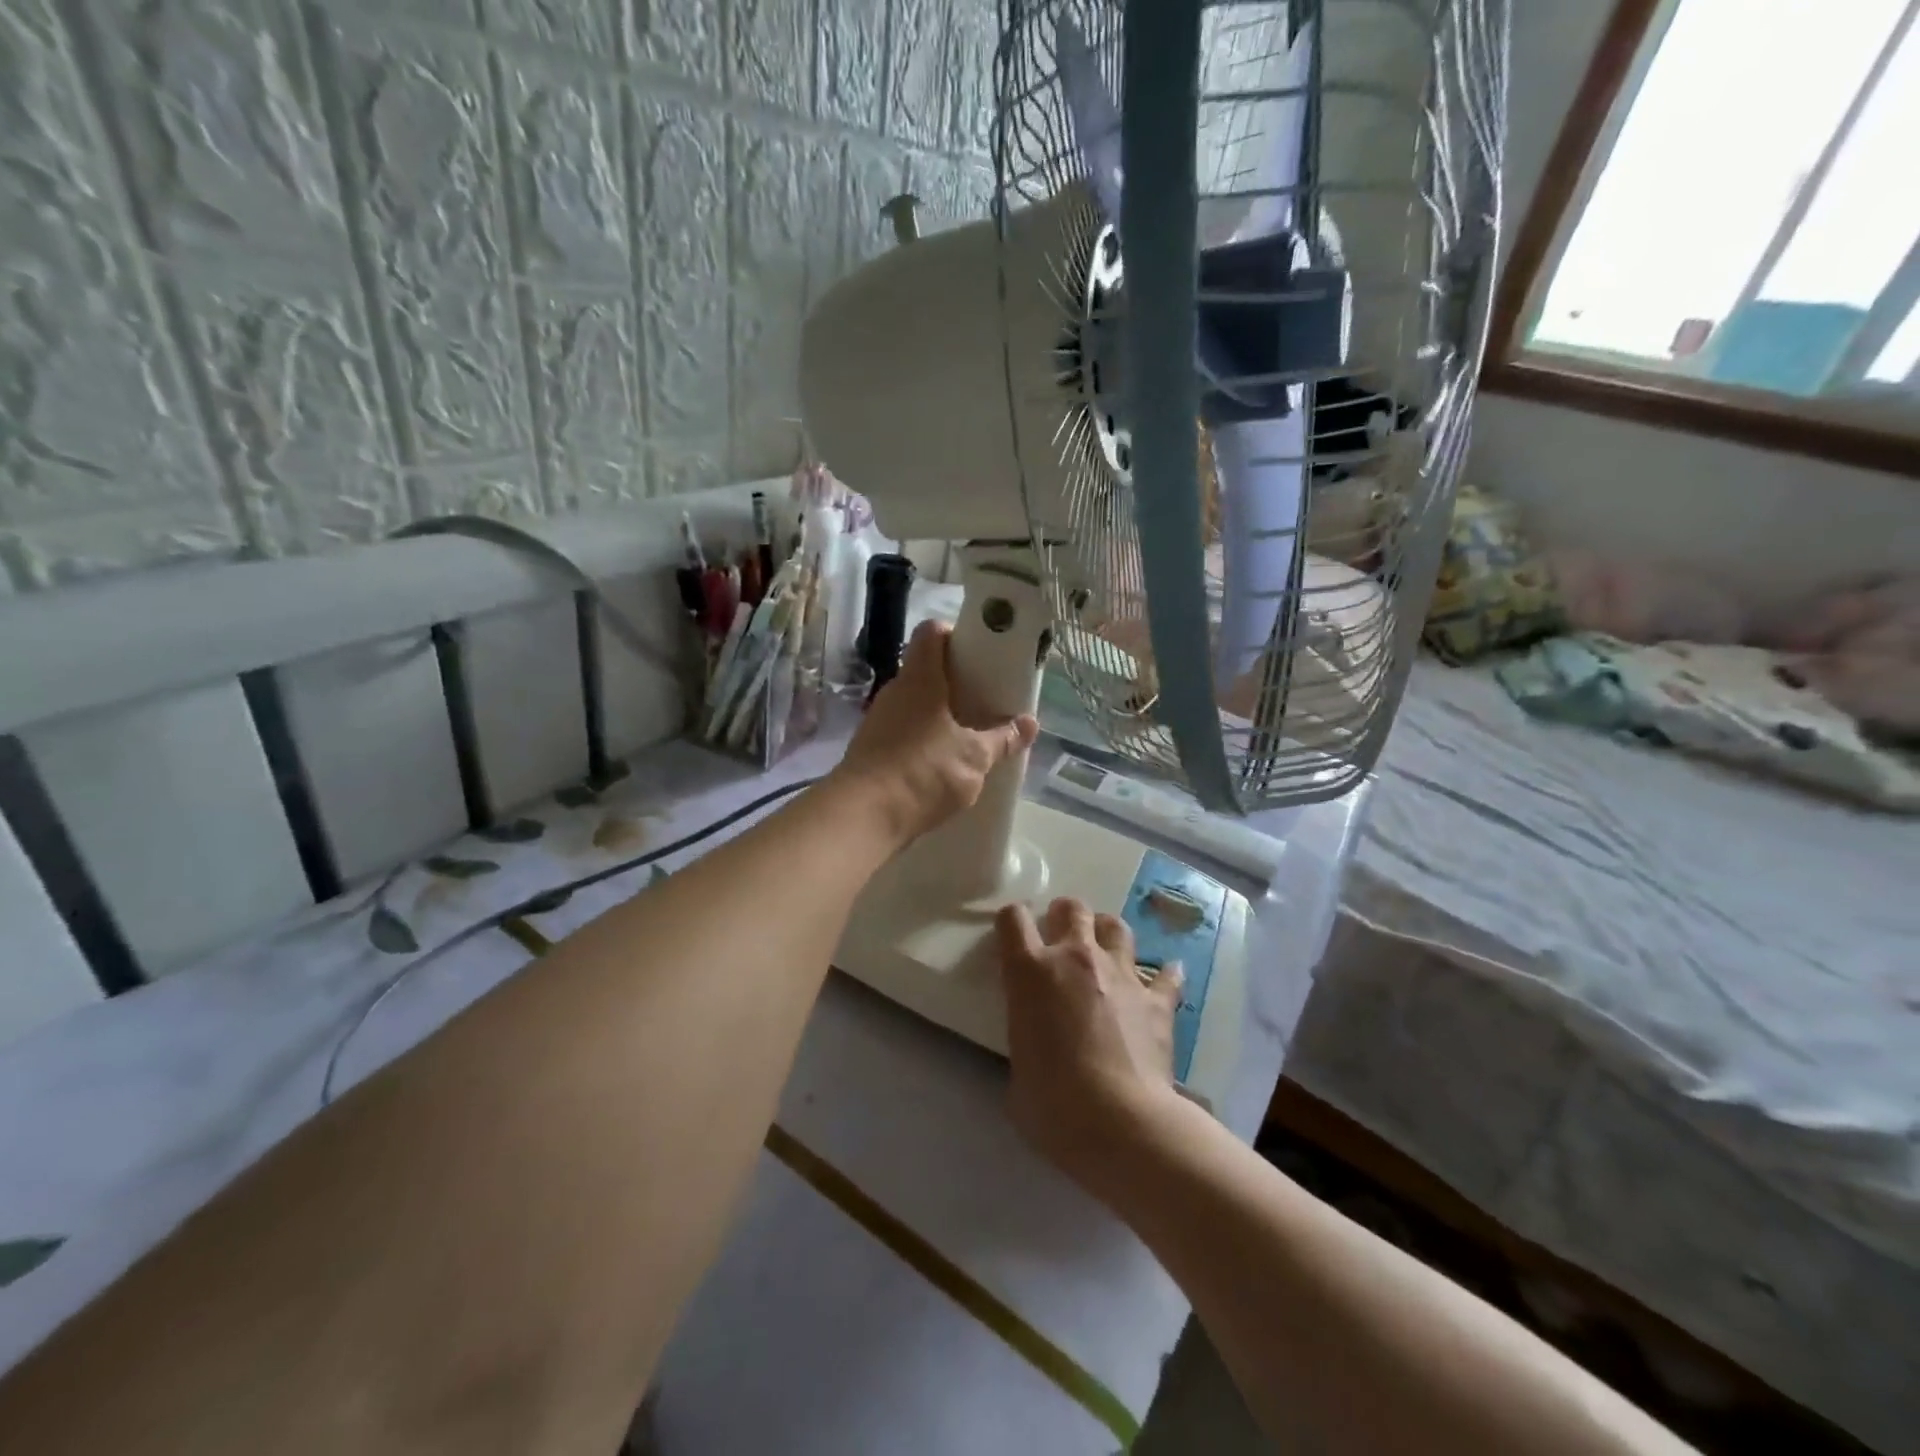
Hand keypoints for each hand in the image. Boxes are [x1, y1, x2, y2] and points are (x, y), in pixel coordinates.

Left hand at [832, 621, 1038, 846]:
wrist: (863, 816)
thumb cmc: (923, 772)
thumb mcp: (974, 757)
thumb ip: (1003, 739)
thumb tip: (1030, 723)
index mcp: (920, 679)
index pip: (931, 632)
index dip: (955, 634)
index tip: (980, 652)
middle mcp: (895, 692)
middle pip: (925, 669)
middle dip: (955, 680)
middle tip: (985, 697)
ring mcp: (879, 720)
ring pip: (914, 703)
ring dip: (940, 713)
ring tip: (970, 732)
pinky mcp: (871, 749)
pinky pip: (904, 731)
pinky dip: (924, 738)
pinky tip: (944, 761)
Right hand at [996, 898, 1184, 1199]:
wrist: (1120, 1122)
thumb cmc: (1051, 1103)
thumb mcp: (1017, 1066)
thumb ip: (1025, 1037)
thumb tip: (1038, 1045)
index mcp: (1031, 971)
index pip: (1013, 919)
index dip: (1011, 921)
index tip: (1013, 935)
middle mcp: (1076, 958)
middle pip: (1072, 909)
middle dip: (1064, 915)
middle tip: (1062, 936)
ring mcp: (1121, 974)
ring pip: (1116, 927)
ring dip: (1107, 934)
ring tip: (1104, 952)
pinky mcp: (1158, 1000)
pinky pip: (1166, 975)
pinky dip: (1163, 975)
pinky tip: (1164, 980)